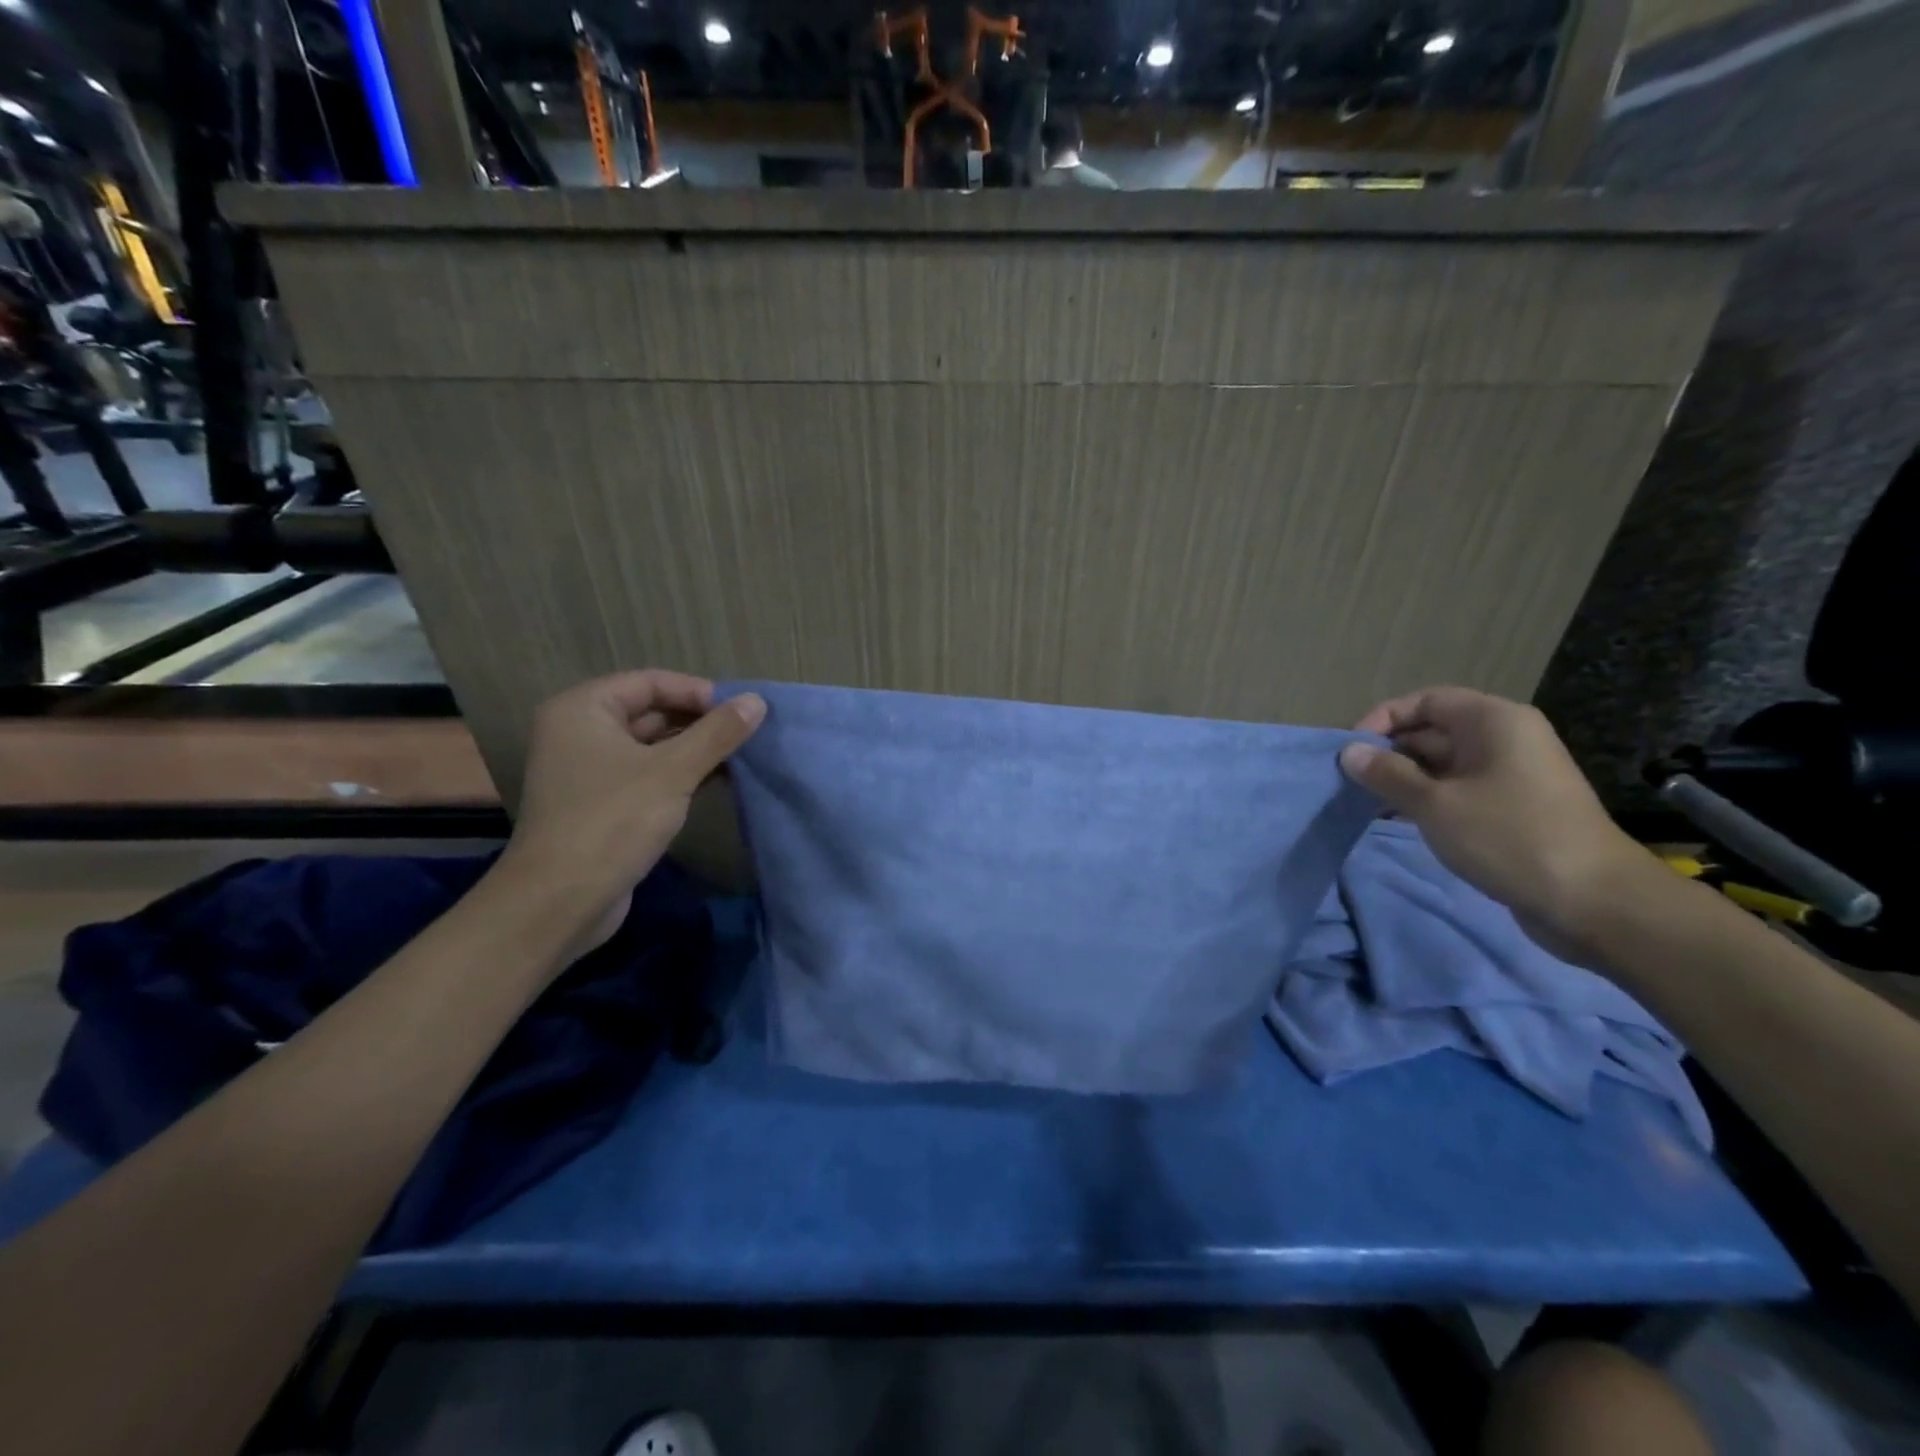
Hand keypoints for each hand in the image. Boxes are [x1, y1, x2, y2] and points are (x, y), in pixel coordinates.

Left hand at [498, 671, 764, 954]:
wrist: (560, 902)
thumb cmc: (613, 821)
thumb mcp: (673, 771)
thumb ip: (717, 733)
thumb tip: (757, 701)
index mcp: (583, 709)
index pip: (650, 682)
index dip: (698, 692)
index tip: (741, 712)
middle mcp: (580, 732)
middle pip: (651, 712)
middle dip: (700, 722)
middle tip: (747, 734)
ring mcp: (589, 770)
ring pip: (652, 746)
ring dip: (695, 750)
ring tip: (741, 757)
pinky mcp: (601, 803)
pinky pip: (647, 775)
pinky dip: (680, 775)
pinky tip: (718, 782)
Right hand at [1339, 687, 1657, 962]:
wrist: (1592, 901)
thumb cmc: (1508, 836)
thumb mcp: (1434, 803)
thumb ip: (1387, 774)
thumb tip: (1349, 752)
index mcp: (1493, 721)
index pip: (1425, 701)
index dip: (1383, 719)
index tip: (1351, 750)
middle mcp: (1504, 739)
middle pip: (1432, 731)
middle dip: (1389, 753)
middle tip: (1349, 780)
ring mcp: (1510, 774)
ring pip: (1442, 764)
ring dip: (1402, 779)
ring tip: (1364, 801)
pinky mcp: (1511, 808)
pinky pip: (1457, 790)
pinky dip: (1425, 799)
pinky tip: (1395, 819)